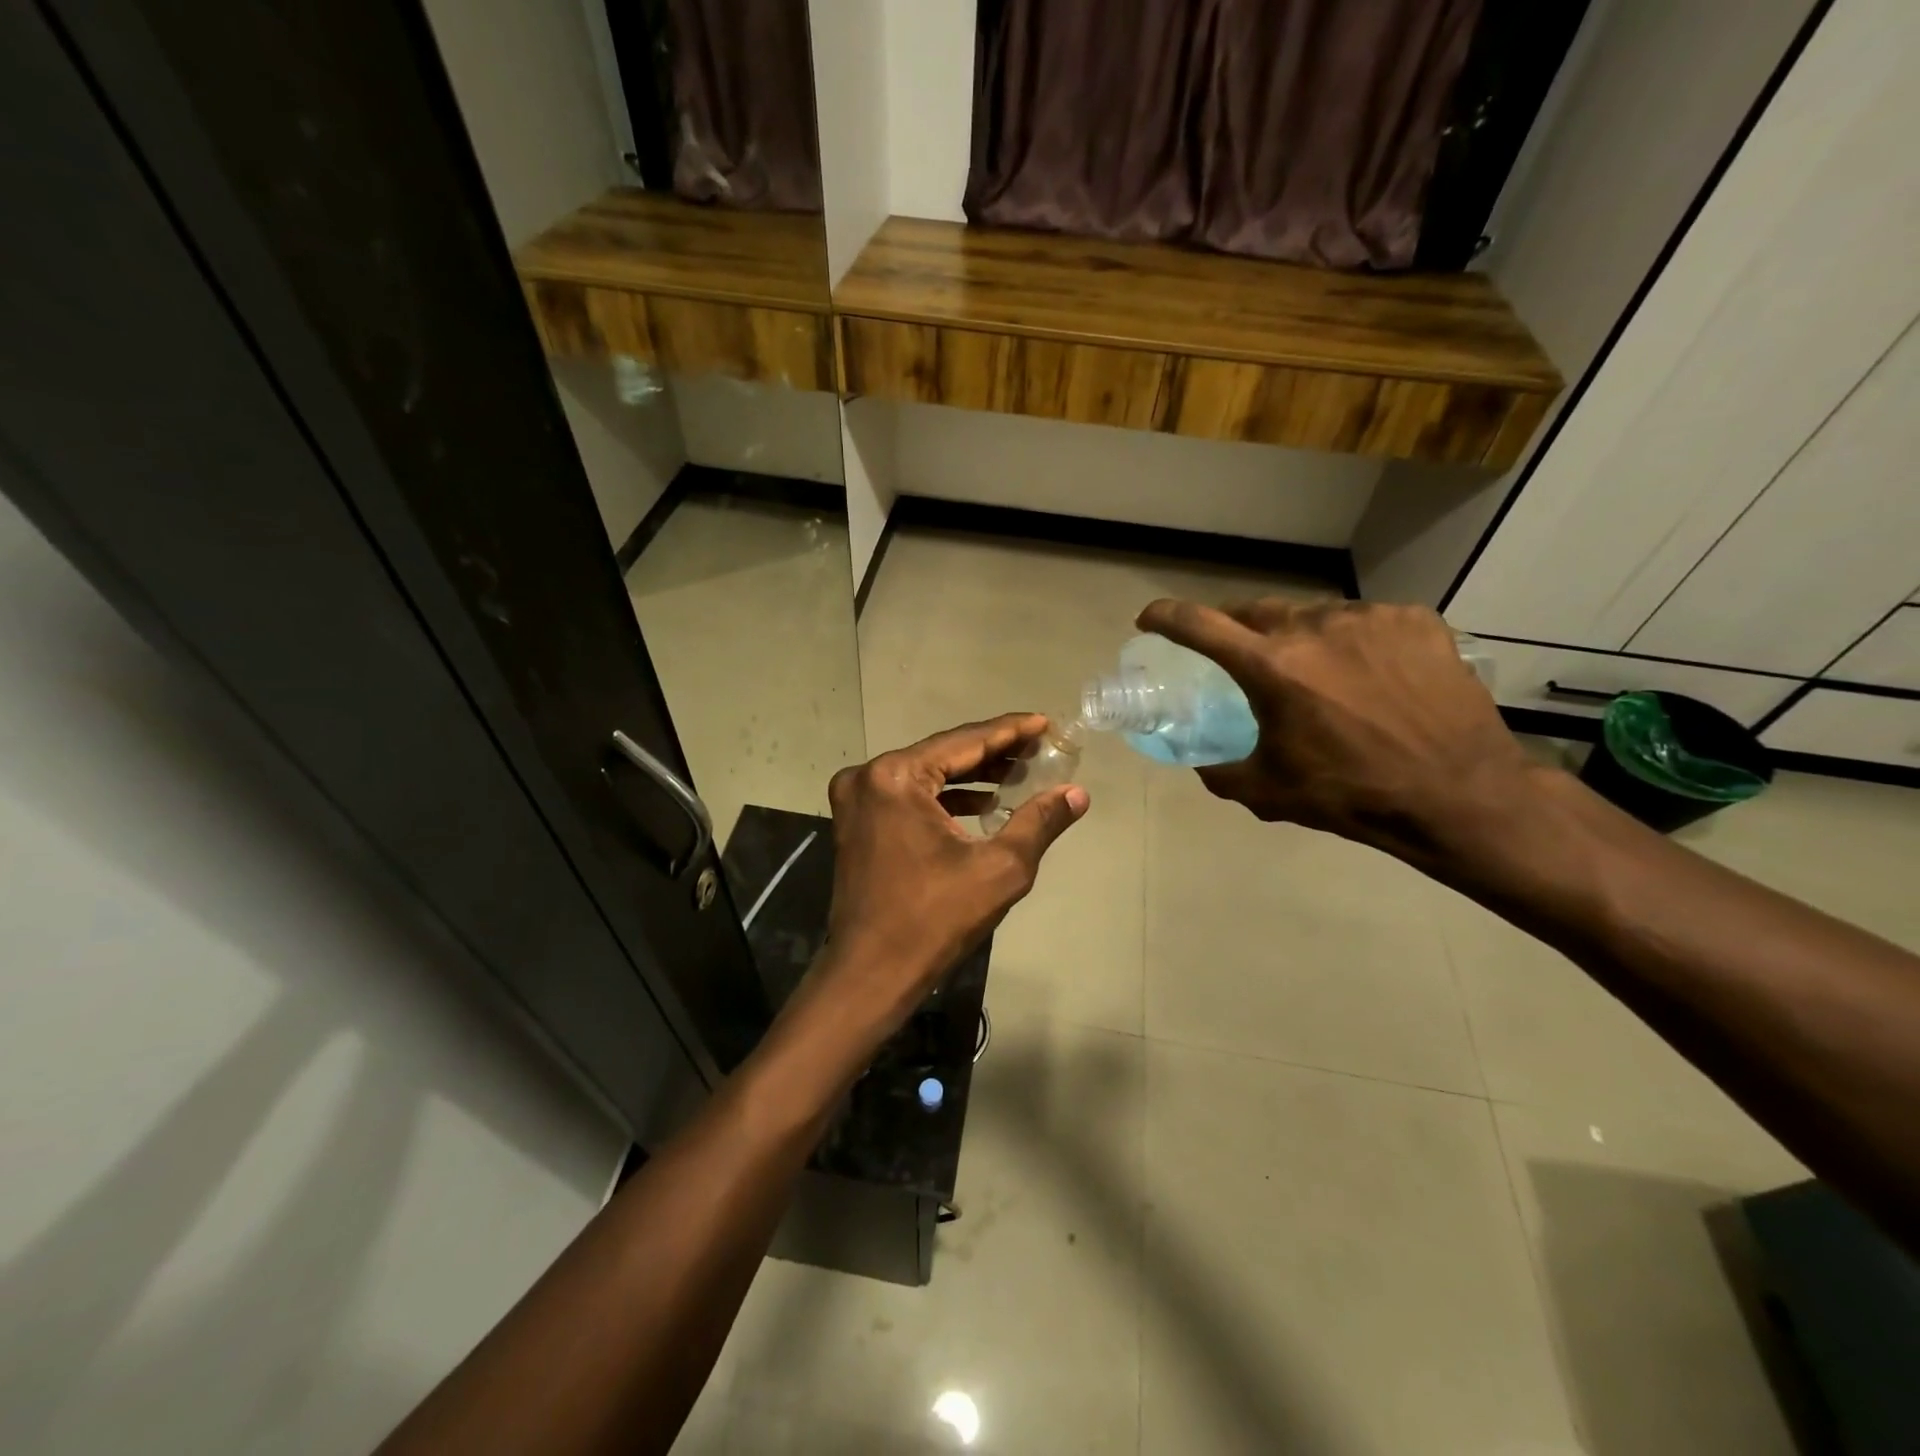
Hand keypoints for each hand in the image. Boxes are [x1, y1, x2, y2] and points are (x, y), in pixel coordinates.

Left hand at [819, 714, 1088, 1024]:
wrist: (871, 974)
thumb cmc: (935, 920)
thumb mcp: (1000, 868)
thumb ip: (1039, 822)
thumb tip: (1077, 793)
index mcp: (896, 777)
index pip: (965, 741)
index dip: (1010, 731)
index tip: (1044, 722)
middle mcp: (868, 776)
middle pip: (943, 754)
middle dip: (993, 752)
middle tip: (1038, 748)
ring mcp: (856, 799)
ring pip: (926, 774)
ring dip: (970, 775)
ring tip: (1018, 773)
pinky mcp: (857, 822)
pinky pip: (908, 795)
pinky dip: (944, 797)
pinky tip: (982, 804)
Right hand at [1135, 598, 1535, 863]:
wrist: (1460, 795)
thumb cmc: (1351, 795)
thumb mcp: (1268, 792)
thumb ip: (1220, 772)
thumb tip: (1202, 762)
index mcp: (1271, 667)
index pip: (1199, 625)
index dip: (1166, 617)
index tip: (1150, 619)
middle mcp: (1314, 628)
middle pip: (1254, 610)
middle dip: (1236, 629)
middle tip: (1239, 655)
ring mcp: (1369, 618)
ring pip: (1312, 615)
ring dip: (1299, 638)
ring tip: (1316, 674)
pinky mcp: (1414, 620)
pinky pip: (1364, 621)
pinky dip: (1352, 641)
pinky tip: (1369, 675)